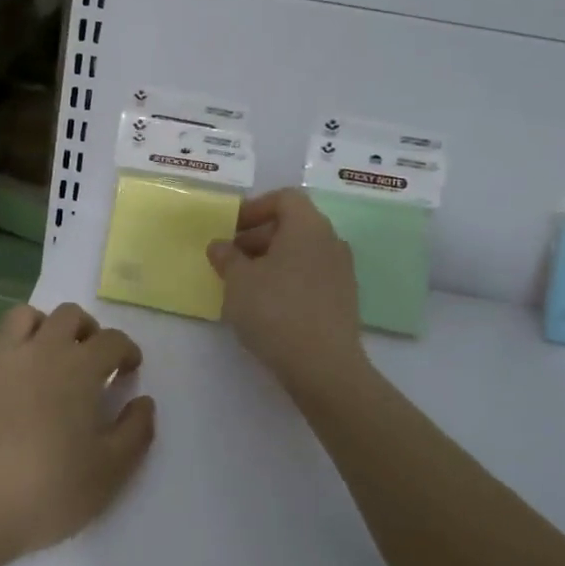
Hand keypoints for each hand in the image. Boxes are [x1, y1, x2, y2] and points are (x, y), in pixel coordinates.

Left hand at [0, 303, 155, 565]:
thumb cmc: (46, 491)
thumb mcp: (108, 473)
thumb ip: (135, 433)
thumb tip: (144, 402)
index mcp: (79, 368)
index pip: (112, 341)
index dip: (126, 350)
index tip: (129, 369)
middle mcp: (40, 349)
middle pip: (69, 315)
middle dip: (87, 329)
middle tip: (90, 357)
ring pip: (22, 315)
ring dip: (41, 326)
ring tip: (44, 353)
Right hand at [208, 188, 364, 397]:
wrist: (323, 367)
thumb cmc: (275, 310)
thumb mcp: (237, 280)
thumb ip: (226, 256)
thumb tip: (220, 246)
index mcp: (308, 226)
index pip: (284, 198)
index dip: (254, 208)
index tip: (230, 229)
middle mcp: (331, 241)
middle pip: (293, 224)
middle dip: (258, 236)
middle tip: (231, 258)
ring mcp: (342, 272)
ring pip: (301, 252)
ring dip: (272, 260)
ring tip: (245, 283)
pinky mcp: (344, 300)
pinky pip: (311, 276)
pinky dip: (288, 279)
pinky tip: (267, 305)